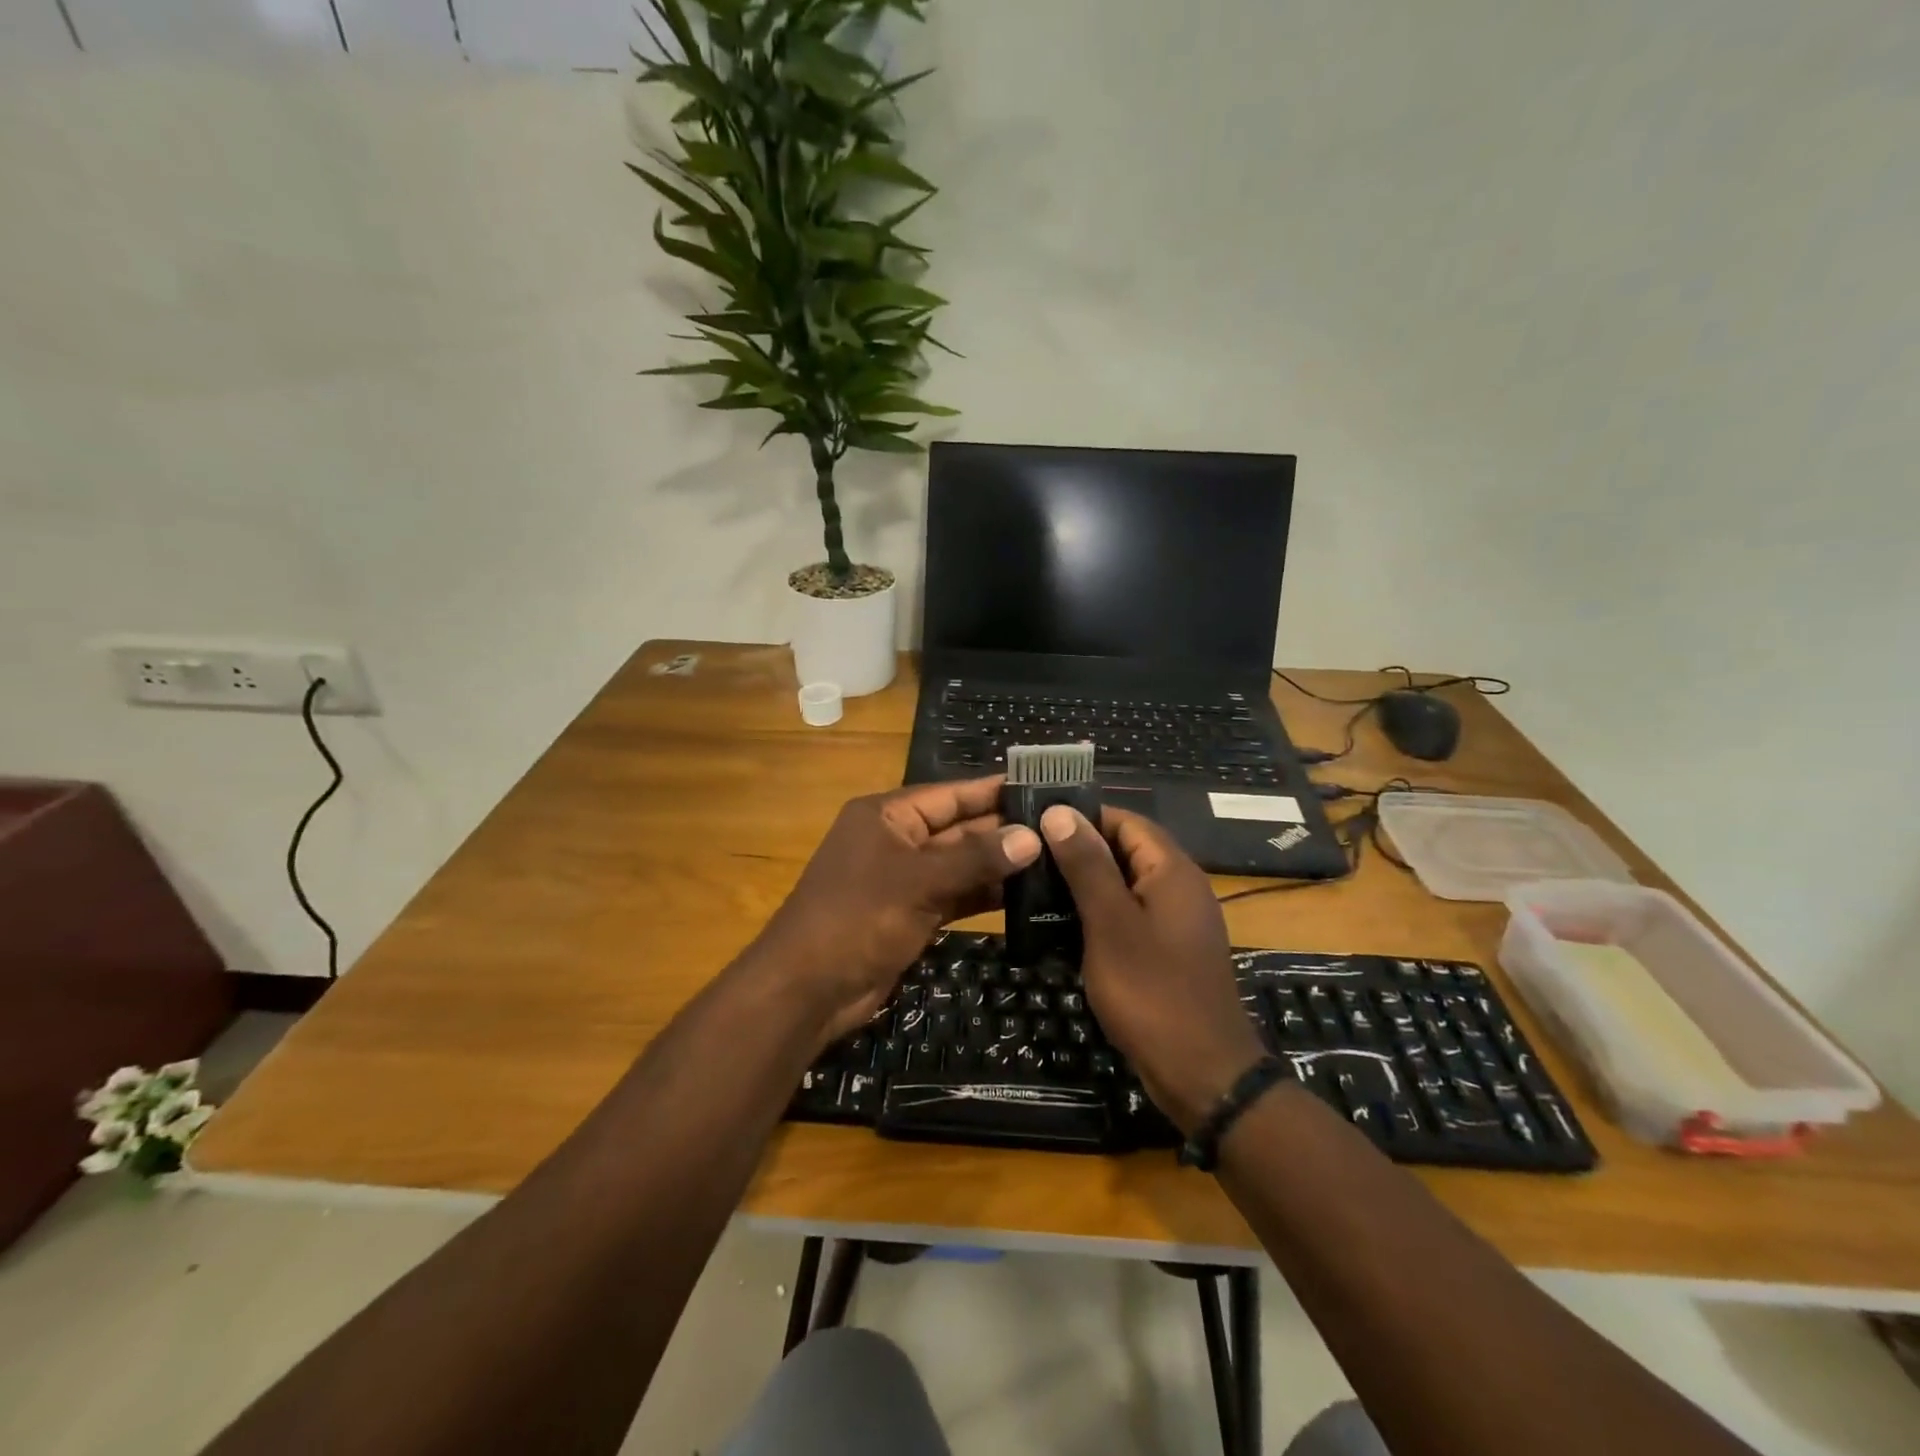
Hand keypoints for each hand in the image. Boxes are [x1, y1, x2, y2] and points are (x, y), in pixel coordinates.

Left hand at [753, 778, 1042, 1045]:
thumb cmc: (857, 918)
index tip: (1041, 786)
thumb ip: (975, 859)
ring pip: (961, 865)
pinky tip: (1025, 896)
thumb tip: (1031, 837)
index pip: (951, 794)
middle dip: (1005, 830)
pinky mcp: (911, 914)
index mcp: (887, 815)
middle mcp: (896, 840)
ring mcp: (904, 880)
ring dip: (1000, 865)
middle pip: (959, 829)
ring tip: (1055, 860)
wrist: (807, 989)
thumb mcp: (918, 882)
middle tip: (1061, 828)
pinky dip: (984, 896)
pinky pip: (955, 896)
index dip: (994, 790)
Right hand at [1040, 805, 1266, 1133]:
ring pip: (1123, 886)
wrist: (1202, 1074)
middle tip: (1027, 858)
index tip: (1036, 823)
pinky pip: (1127, 918)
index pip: (1126, 820)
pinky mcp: (1166, 952)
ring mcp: (1174, 922)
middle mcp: (1178, 888)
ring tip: (1033, 890)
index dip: (1083, 817)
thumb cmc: (1152, 991)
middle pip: (1124, 851)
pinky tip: (1059, 929)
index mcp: (1172, 870)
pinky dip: (1096, 917)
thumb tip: (1060, 812)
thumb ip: (1087, 866)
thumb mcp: (1110, 923)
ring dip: (1083, 886)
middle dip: (1077, 852)